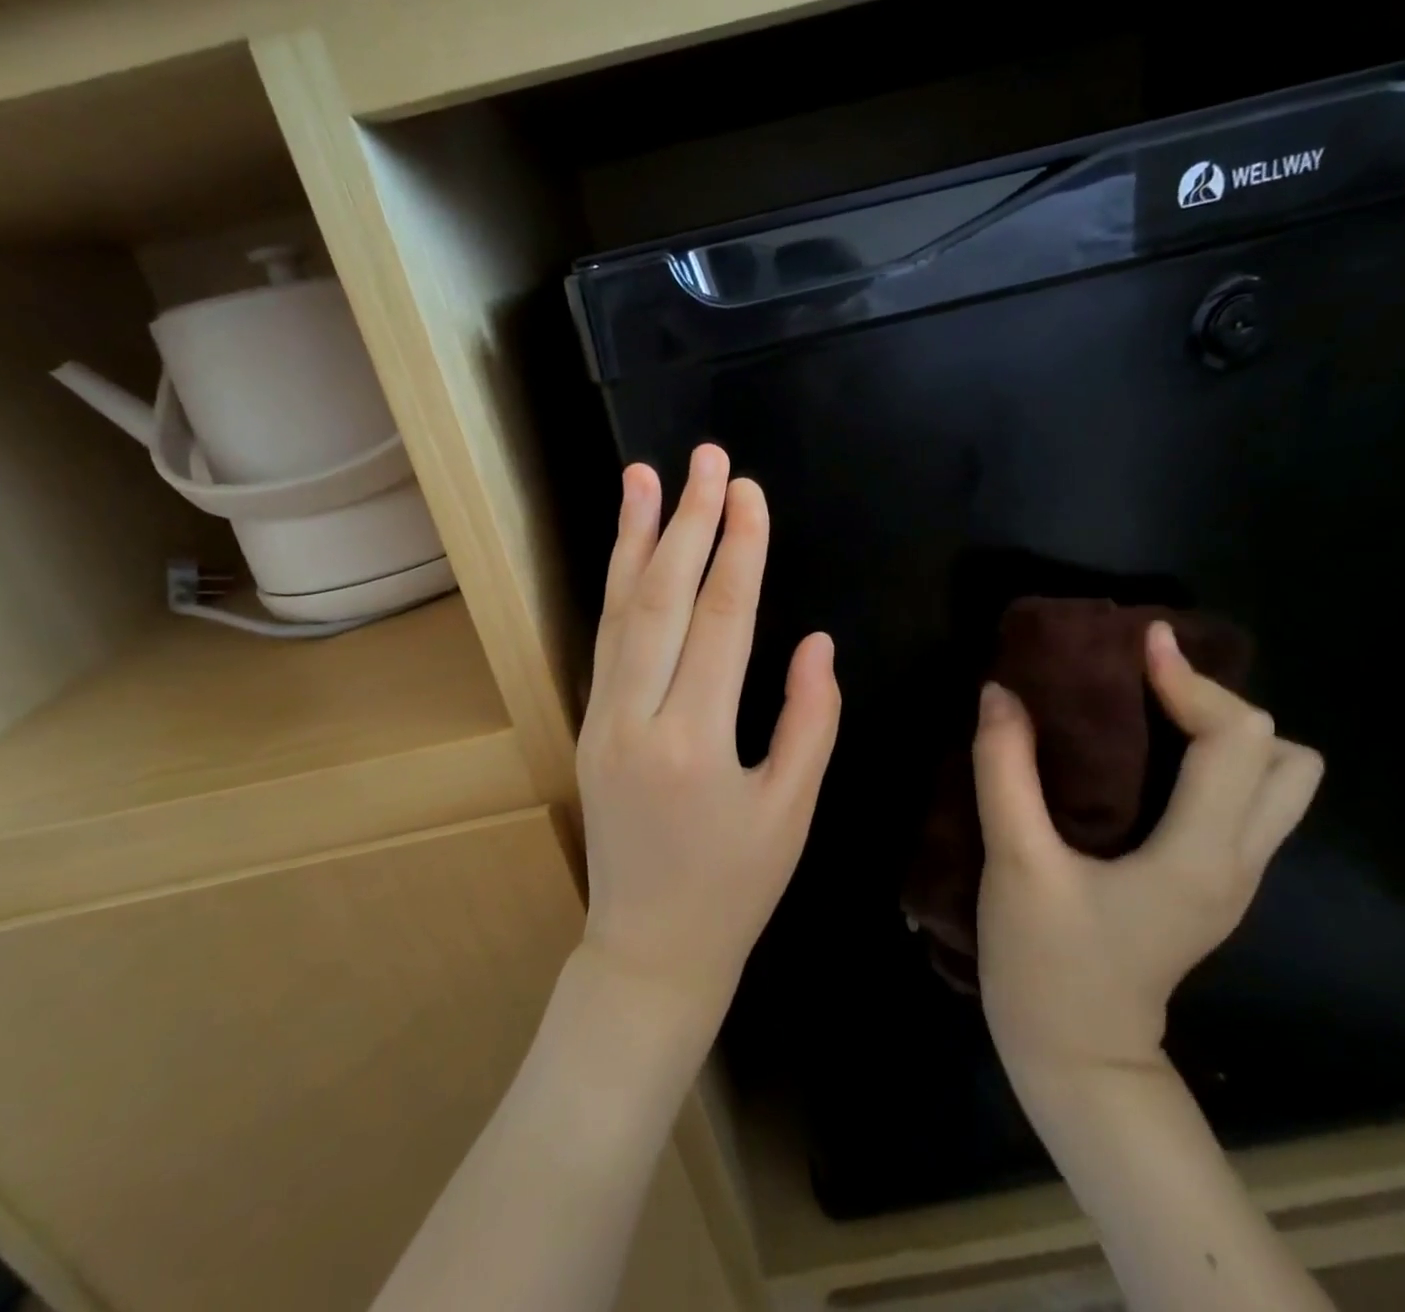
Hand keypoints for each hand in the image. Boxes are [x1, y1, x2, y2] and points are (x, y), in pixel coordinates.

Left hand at [575, 445, 840, 1030]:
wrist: (649, 947)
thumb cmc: (735, 887)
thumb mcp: (792, 811)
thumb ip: (810, 720)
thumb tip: (816, 641)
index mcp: (697, 741)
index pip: (723, 620)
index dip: (738, 549)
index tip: (748, 491)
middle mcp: (638, 719)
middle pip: (663, 599)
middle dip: (687, 521)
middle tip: (705, 458)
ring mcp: (602, 719)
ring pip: (618, 612)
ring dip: (632, 539)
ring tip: (643, 478)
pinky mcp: (589, 724)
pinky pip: (605, 642)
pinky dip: (616, 587)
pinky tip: (626, 550)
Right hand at [974, 621, 1322, 1075]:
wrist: (1076, 1058)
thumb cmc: (1047, 963)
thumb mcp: (1015, 862)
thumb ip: (1005, 772)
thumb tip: (1000, 694)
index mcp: (1200, 854)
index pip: (1237, 741)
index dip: (1192, 681)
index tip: (1139, 643)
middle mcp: (1236, 861)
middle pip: (1284, 758)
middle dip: (1221, 705)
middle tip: (1147, 686)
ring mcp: (1230, 878)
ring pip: (1275, 785)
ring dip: (1224, 734)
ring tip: (1150, 714)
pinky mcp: (1208, 885)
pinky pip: (1238, 802)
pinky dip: (1208, 762)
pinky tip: (1143, 757)